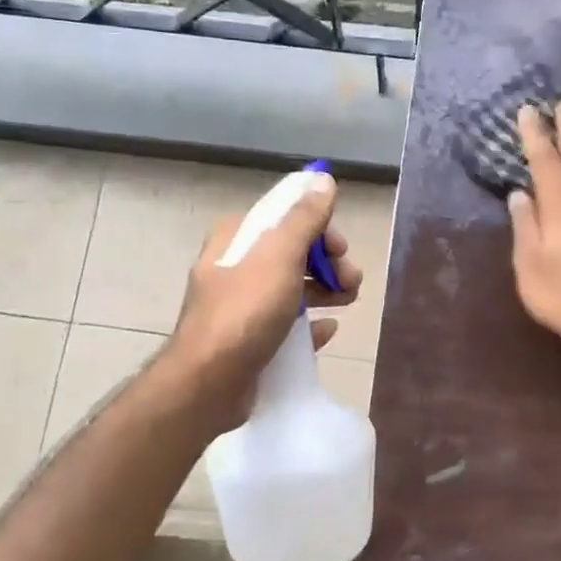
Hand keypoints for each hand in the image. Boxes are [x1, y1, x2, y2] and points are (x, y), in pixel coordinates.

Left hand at [164, 170, 361, 431]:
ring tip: (348, 302)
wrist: (209, 381)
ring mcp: (241, 305)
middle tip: (351, 282)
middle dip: (327, 263)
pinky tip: (327, 330)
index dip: (319, 228)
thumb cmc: (246, 311)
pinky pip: (287, 324)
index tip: (341, 249)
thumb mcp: (280, 255)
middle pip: (293, 252)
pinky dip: (310, 323)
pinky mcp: (248, 339)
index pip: (285, 217)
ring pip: (292, 287)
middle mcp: (236, 266)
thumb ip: (304, 217)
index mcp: (237, 238)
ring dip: (325, 290)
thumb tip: (323, 179)